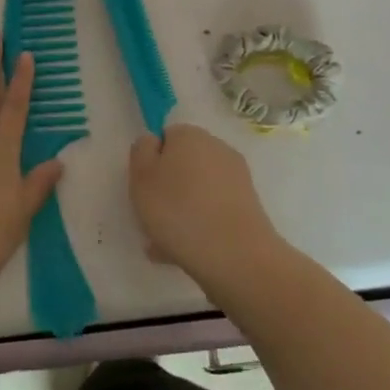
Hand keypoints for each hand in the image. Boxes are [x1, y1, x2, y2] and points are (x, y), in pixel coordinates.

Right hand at [129, 124, 281, 290]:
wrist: (235, 255)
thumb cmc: (178, 210)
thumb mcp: (141, 176)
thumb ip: (141, 151)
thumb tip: (153, 142)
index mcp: (189, 134)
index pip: (165, 138)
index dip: (151, 163)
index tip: (143, 189)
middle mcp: (217, 149)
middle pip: (183, 166)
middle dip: (167, 190)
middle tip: (151, 219)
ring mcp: (236, 179)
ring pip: (198, 192)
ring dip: (181, 212)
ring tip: (164, 245)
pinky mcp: (248, 207)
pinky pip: (213, 212)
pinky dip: (200, 226)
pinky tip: (184, 253)